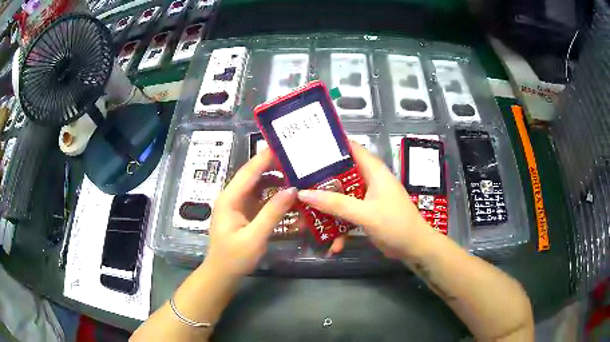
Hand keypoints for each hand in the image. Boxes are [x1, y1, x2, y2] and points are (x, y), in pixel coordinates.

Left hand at [204, 149, 297, 278]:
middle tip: (298, 159)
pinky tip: (289, 193)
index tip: (286, 145)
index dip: (266, 156)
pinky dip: (274, 194)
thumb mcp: (255, 237)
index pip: (249, 171)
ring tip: (297, 173)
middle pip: (254, 174)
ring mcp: (239, 204)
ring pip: (259, 184)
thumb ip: (272, 213)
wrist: (222, 274)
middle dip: (274, 165)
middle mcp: (233, 196)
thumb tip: (292, 190)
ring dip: (276, 179)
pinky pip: (261, 197)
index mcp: (230, 198)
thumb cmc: (234, 258)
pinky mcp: (245, 212)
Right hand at [297, 142, 429, 258]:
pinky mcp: (367, 213)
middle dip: (319, 183)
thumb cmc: (395, 224)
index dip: (328, 146)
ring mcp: (367, 198)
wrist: (415, 248)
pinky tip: (333, 246)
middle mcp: (369, 180)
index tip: (304, 150)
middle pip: (340, 174)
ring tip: (305, 221)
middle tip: (295, 186)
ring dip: (326, 210)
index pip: (350, 148)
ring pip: (341, 197)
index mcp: (373, 170)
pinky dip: (340, 228)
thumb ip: (336, 204)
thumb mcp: (365, 214)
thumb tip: (303, 193)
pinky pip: (347, 214)